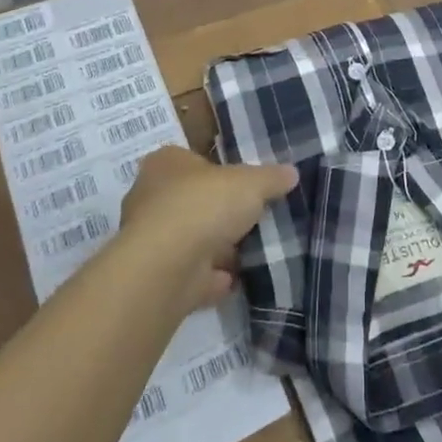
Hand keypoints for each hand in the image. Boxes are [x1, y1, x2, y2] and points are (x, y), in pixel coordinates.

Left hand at [120, 147, 298, 309]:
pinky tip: (233, 281)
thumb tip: (291, 172)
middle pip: (189, 201)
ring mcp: (150, 240)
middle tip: (248, 220)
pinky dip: (208, 278)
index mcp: (166, 164)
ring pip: (188, 240)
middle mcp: (150, 197)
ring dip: (213, 249)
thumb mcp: (250, 183)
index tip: (242, 185)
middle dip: (216, 213)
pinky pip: (188, 274)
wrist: (165, 267)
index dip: (217, 172)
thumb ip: (271, 178)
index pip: (191, 160)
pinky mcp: (155, 277)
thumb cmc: (203, 205)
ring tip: (248, 253)